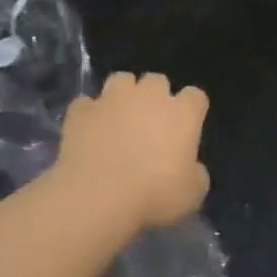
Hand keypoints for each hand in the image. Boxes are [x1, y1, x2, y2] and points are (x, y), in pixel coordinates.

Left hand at [53, 72, 210, 231]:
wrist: (98, 196)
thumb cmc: (154, 195)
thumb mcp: (192, 194)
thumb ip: (196, 173)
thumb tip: (190, 167)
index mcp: (182, 113)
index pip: (195, 96)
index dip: (192, 109)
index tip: (187, 126)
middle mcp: (149, 96)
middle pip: (157, 81)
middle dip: (156, 96)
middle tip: (151, 122)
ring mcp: (112, 99)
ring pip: (121, 80)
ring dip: (123, 94)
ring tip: (119, 117)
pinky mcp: (81, 111)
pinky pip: (86, 104)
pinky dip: (89, 114)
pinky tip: (88, 131)